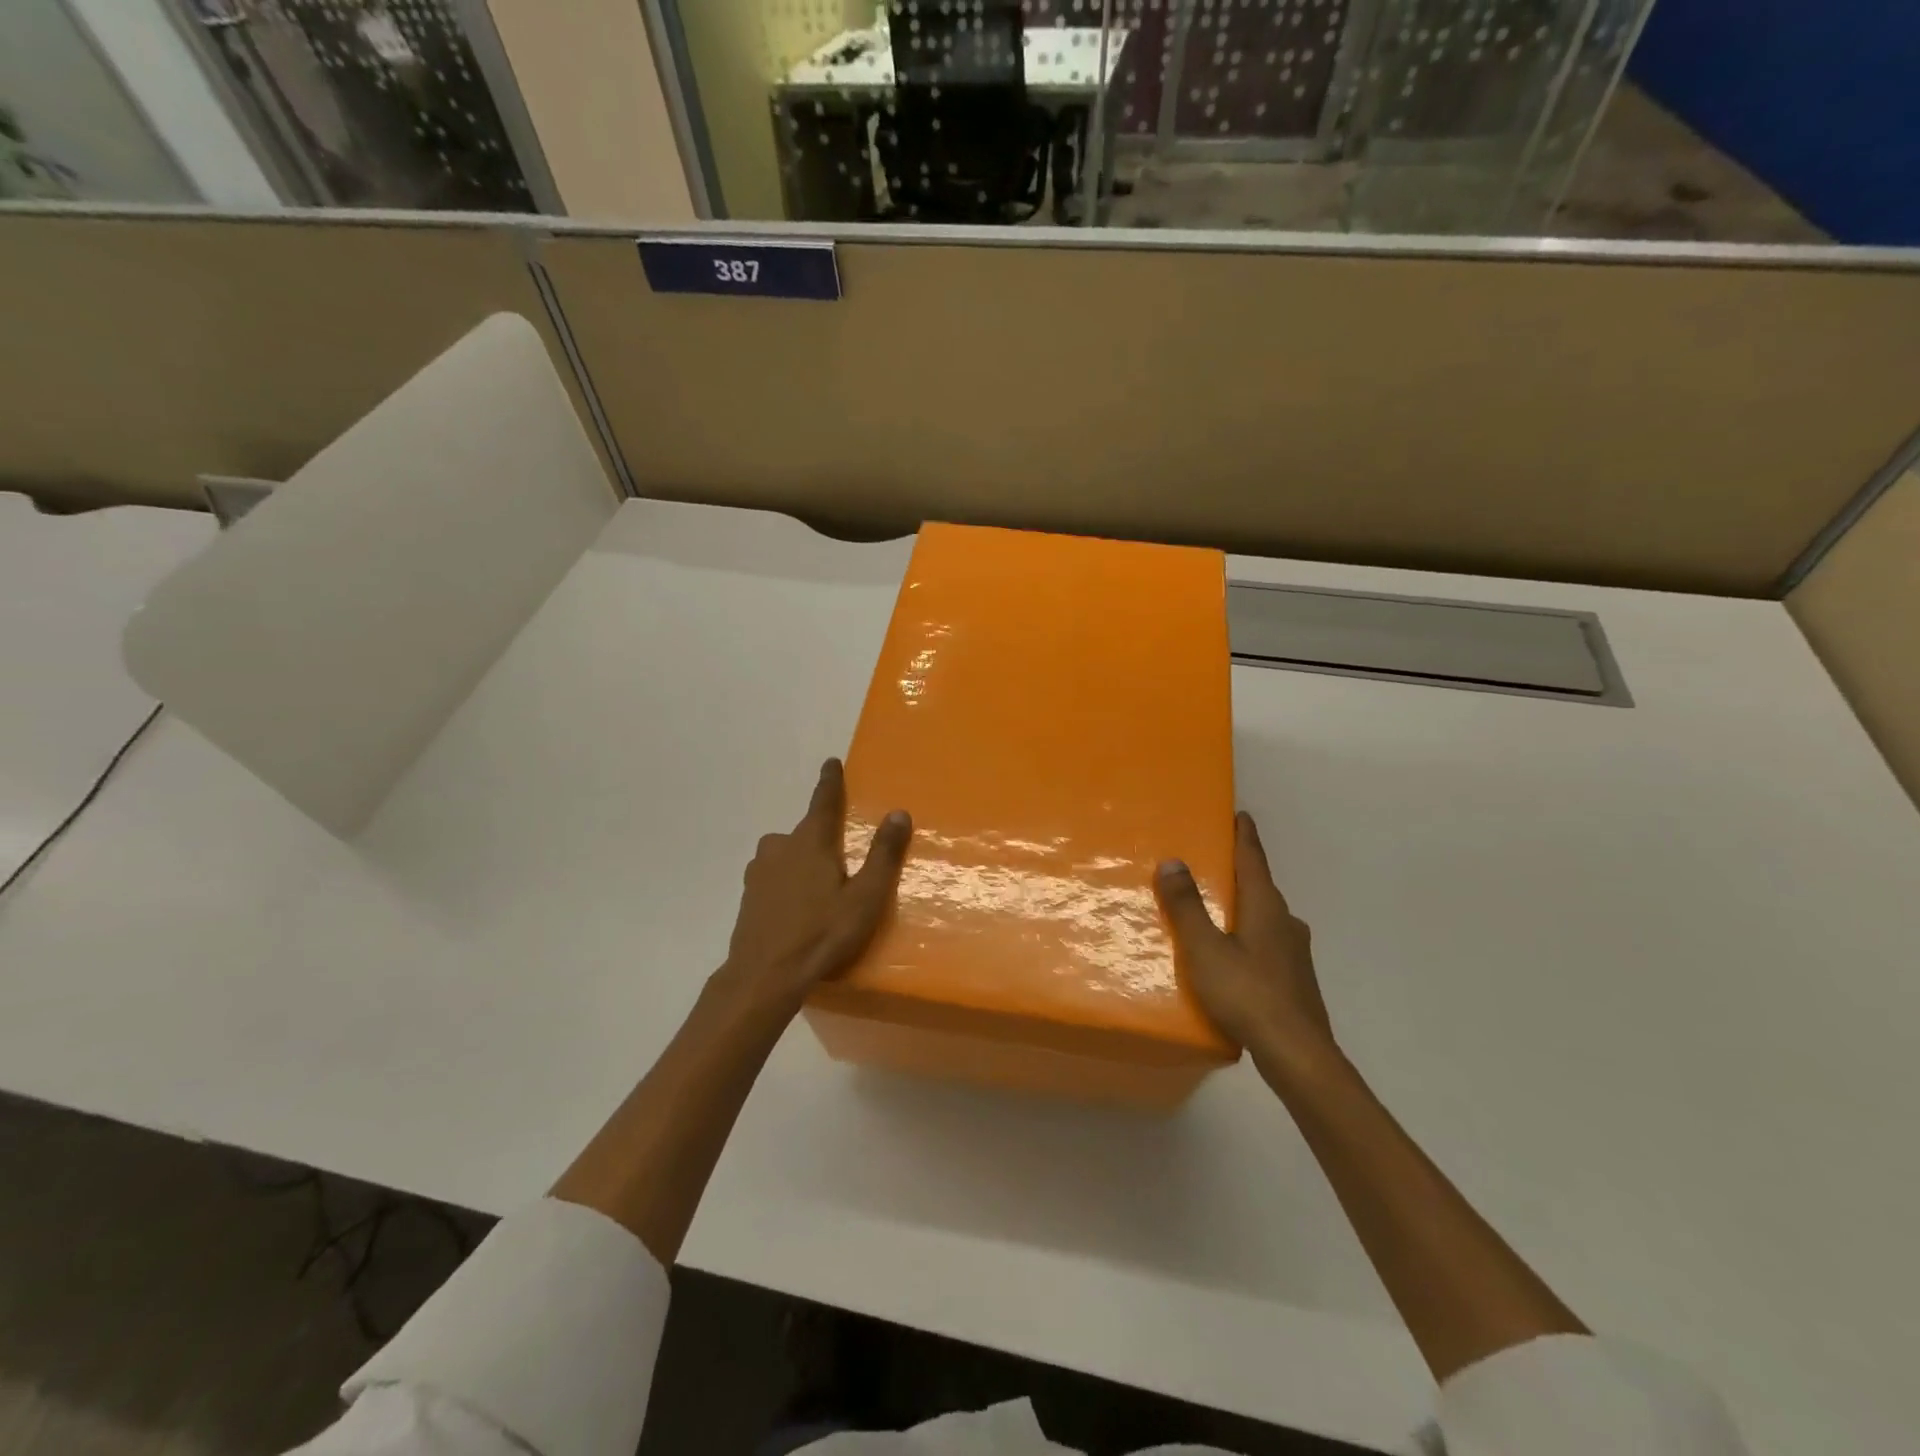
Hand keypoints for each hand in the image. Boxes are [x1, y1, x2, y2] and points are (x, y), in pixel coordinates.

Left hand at [716, 758, 912, 1014]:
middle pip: (803, 830)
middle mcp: (781, 848)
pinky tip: (796, 905)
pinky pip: (772, 876)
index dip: (830, 781)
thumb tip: (898, 812)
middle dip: (819, 835)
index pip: (823, 801)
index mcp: (811, 842)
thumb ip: (883, 854)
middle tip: (838, 854)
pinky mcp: (748, 896)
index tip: (831, 762)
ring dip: (799, 859)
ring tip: (818, 884)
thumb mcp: (865, 897)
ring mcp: (759, 872)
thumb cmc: (822, 933)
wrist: (764, 976)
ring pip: (784, 853)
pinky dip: (785, 880)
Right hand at [1156, 811, 1335, 1077]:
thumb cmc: (1247, 993)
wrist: (1297, 1055)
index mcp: (1266, 908)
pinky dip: (1248, 937)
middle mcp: (1286, 923)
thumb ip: (1187, 906)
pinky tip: (1232, 956)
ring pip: (1265, 919)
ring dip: (1243, 908)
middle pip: (1260, 888)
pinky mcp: (1295, 981)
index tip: (1241, 815)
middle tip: (1214, 863)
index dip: (1245, 836)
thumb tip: (1173, 861)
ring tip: (1216, 910)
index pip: (1253, 860)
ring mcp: (1295, 954)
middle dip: (1240, 873)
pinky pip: (1266, 944)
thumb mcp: (1205, 948)